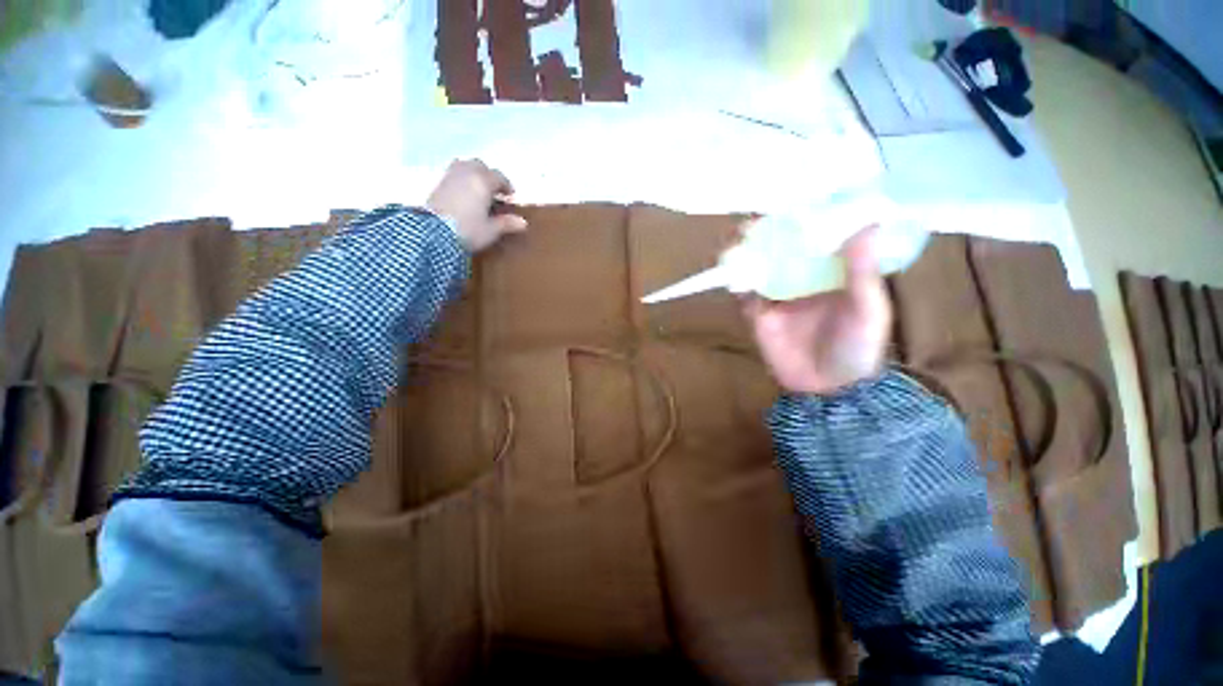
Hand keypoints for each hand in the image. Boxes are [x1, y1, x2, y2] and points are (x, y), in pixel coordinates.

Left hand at [426, 159, 527, 251]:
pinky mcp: (437, 184)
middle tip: (493, 191)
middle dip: (488, 176)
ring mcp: (449, 176)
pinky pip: (453, 174)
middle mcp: (466, 173)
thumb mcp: (490, 230)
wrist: (432, 233)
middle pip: (479, 166)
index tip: (510, 196)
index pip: (498, 176)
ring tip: (477, 189)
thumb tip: (523, 222)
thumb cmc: (468, 230)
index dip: (506, 185)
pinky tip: (463, 194)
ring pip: (464, 166)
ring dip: (473, 174)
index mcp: (483, 182)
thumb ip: (506, 223)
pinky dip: (461, 179)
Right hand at [744, 227, 891, 394]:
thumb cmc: (857, 349)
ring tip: (742, 236)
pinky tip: (732, 270)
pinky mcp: (758, 315)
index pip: (818, 241)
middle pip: (783, 252)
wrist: (827, 390)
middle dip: (771, 235)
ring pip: (760, 268)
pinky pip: (744, 294)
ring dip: (749, 253)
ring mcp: (778, 298)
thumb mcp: (868, 310)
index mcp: (832, 275)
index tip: (797, 202)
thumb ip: (863, 272)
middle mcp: (803, 281)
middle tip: (761, 218)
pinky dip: (737, 282)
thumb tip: (866, 225)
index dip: (807, 222)